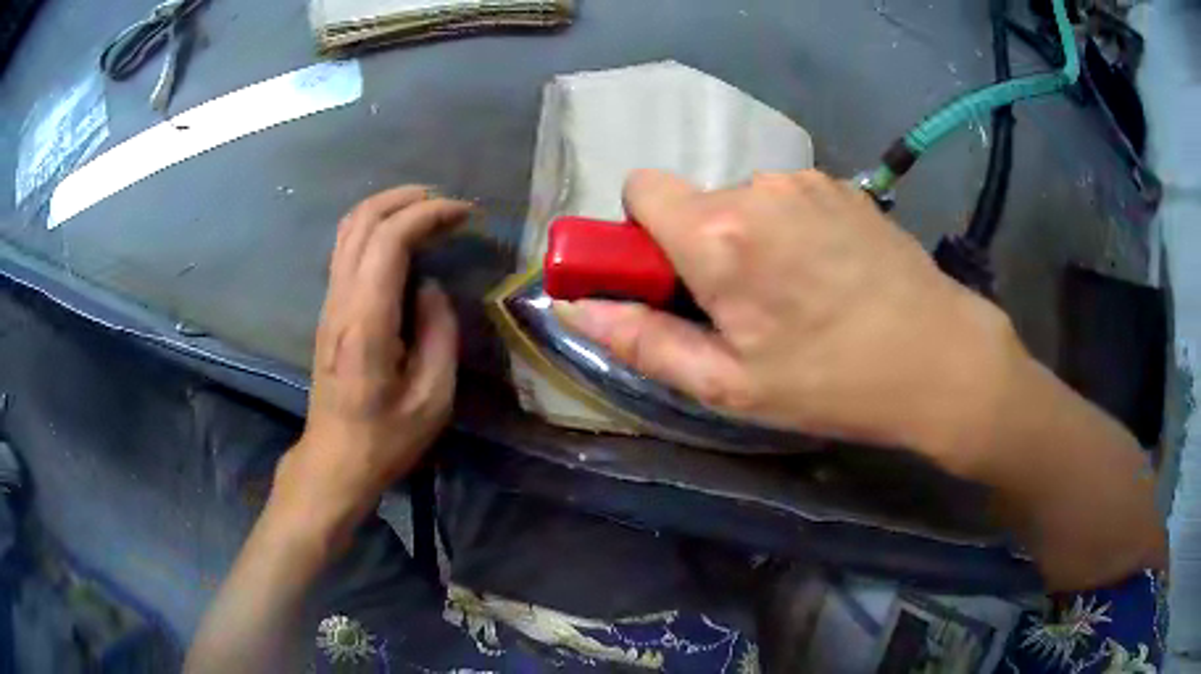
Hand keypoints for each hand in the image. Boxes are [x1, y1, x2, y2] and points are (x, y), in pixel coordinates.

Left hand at [273, 186, 468, 538]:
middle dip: (407, 199)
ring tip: (427, 209)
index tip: (464, 215)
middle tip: (448, 204)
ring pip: (348, 230)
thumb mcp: (433, 397)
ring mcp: (329, 303)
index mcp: (366, 322)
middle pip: (362, 221)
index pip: (389, 240)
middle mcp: (340, 301)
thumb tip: (429, 287)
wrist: (335, 459)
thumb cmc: (387, 437)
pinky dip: (375, 228)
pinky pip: (346, 249)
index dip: (428, 215)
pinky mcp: (328, 310)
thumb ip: (438, 332)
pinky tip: (401, 239)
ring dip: (387, 208)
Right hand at [556, 170, 1023, 474]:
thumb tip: (573, 309)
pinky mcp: (841, 185)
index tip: (673, 278)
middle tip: (744, 306)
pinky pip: (787, 197)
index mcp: (718, 234)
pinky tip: (828, 272)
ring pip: (742, 199)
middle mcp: (757, 188)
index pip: (639, 188)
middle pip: (693, 201)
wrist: (938, 357)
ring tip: (795, 293)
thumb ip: (641, 340)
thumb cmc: (831, 382)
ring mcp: (806, 180)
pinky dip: (789, 227)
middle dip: (699, 245)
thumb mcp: (728, 385)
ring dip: (748, 237)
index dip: (642, 232)